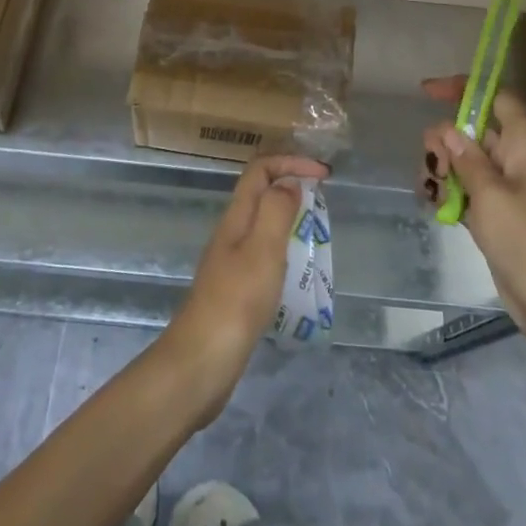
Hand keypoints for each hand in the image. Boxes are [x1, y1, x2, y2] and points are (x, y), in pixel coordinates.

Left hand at [159, 153, 328, 419]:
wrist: (201, 363)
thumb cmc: (236, 302)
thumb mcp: (262, 250)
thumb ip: (276, 210)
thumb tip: (289, 182)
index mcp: (237, 217)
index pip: (260, 170)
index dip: (290, 162)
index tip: (323, 174)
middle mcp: (232, 232)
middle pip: (260, 192)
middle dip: (291, 184)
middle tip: (324, 199)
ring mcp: (231, 261)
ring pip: (262, 222)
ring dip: (289, 216)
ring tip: (317, 231)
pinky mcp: (235, 288)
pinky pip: (263, 252)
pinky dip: (284, 247)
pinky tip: (298, 270)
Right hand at [419, 77, 525, 352]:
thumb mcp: (491, 196)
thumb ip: (465, 159)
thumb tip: (447, 129)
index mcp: (524, 144)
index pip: (496, 98)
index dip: (464, 88)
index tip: (427, 92)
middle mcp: (516, 160)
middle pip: (474, 131)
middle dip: (445, 140)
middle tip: (431, 165)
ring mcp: (508, 191)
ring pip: (466, 162)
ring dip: (443, 170)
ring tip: (430, 192)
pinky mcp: (500, 218)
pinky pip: (468, 191)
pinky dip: (450, 194)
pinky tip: (435, 207)